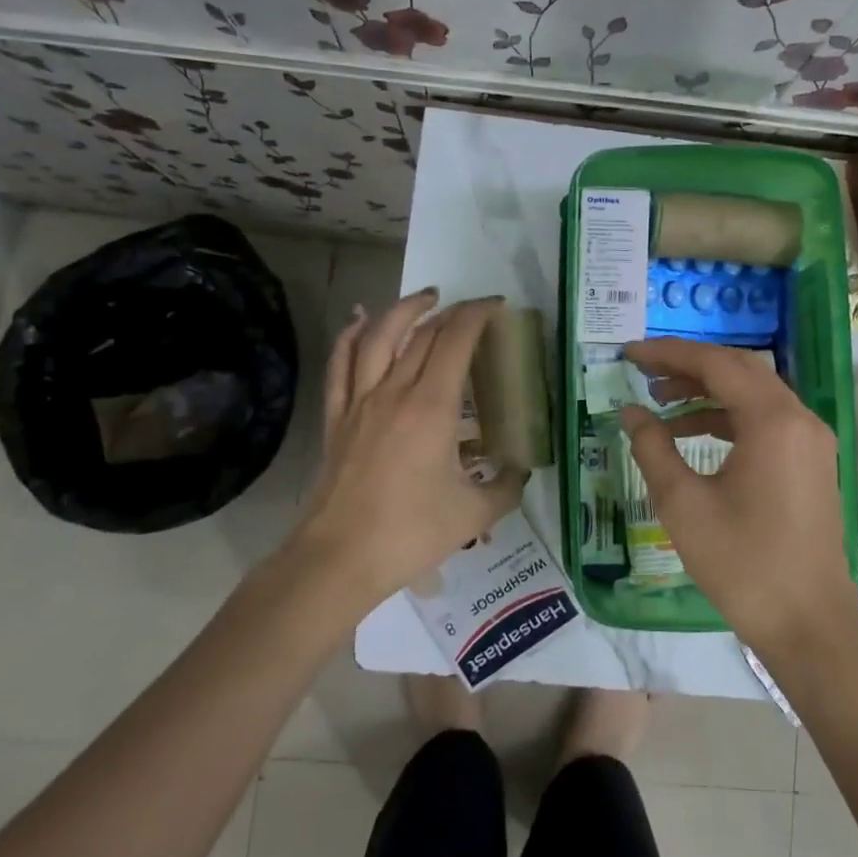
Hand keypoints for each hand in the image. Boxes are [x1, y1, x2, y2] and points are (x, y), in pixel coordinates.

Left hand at [282, 291, 525, 622]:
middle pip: (422, 333)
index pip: (456, 341)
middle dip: (451, 312)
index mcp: (431, 407)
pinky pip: (340, 365)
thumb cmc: (410, 533)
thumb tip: (520, 470)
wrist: (339, 558)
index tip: (497, 306)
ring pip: (378, 337)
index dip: (477, 315)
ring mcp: (360, 402)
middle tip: (472, 310)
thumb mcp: (474, 514)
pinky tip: (361, 320)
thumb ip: (506, 487)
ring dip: (403, 310)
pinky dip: (350, 335)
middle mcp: (394, 392)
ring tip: (425, 298)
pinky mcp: (337, 418)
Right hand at [619, 338, 857, 657]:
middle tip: (643, 371)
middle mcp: (799, 418)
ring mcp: (811, 440)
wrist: (808, 623)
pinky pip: (766, 421)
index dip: (668, 354)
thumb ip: (652, 448)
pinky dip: (728, 418)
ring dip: (707, 392)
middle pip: (739, 370)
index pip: (716, 364)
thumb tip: (631, 411)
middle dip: (688, 366)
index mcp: (772, 421)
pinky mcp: (811, 462)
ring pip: (754, 394)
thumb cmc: (742, 564)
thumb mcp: (684, 505)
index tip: (629, 353)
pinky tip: (692, 434)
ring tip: (660, 402)